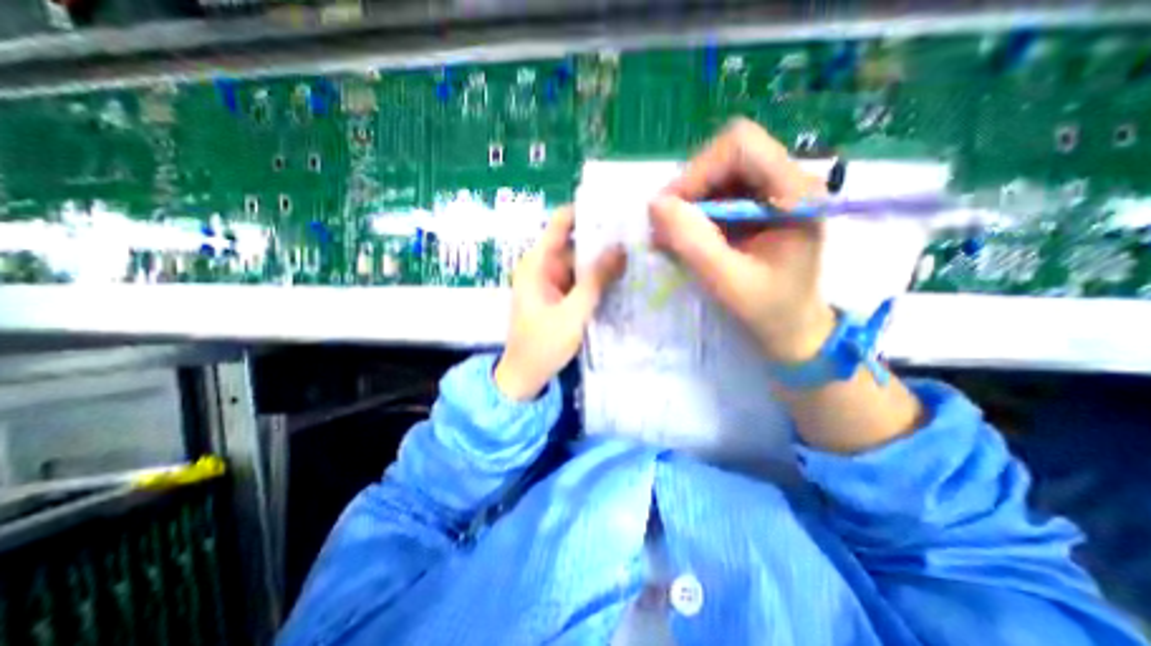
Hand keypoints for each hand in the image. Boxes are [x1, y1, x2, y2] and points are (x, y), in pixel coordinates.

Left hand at [488, 207, 624, 400]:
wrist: (525, 376)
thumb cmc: (542, 345)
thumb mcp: (573, 312)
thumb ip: (596, 280)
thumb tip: (621, 248)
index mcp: (537, 263)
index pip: (561, 223)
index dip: (586, 211)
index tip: (616, 206)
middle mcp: (543, 266)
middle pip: (575, 242)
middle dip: (603, 237)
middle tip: (637, 231)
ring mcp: (552, 281)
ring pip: (580, 262)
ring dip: (603, 259)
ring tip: (637, 249)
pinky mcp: (560, 296)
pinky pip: (580, 279)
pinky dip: (597, 277)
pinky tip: (622, 274)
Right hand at [651, 118, 831, 364]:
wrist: (791, 327)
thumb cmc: (769, 310)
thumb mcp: (728, 283)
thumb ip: (694, 244)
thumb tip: (654, 205)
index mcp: (795, 194)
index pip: (741, 146)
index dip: (697, 171)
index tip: (669, 210)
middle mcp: (785, 181)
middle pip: (725, 155)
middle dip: (688, 189)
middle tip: (665, 228)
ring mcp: (768, 191)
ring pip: (715, 173)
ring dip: (686, 203)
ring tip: (671, 238)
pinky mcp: (753, 205)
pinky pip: (714, 193)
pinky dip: (691, 213)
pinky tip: (684, 239)